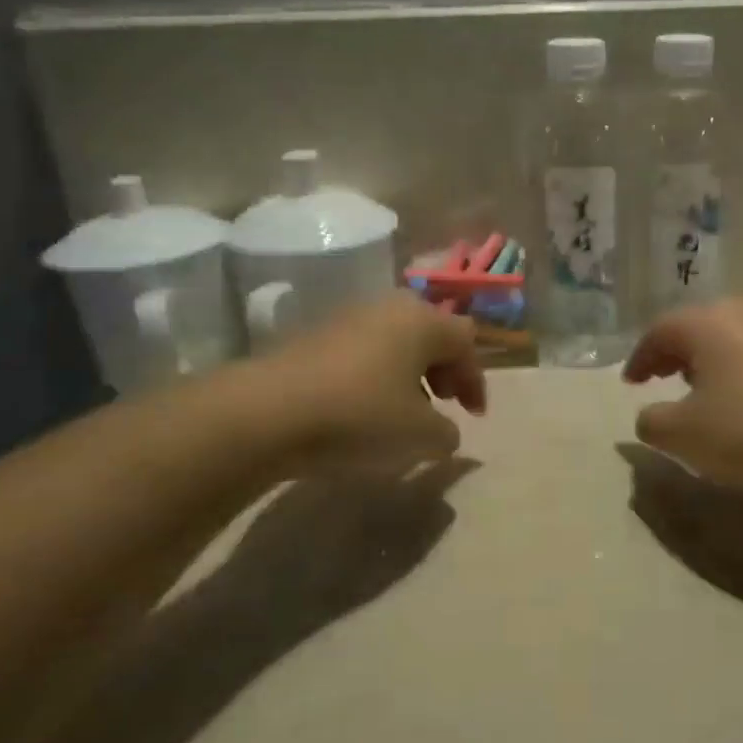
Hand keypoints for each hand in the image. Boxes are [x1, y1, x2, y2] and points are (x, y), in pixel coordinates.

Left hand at [253, 294, 486, 472]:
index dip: (476, 379)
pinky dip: (376, 373)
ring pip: (395, 339)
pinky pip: (363, 349)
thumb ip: (447, 433)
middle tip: (443, 402)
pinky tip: (364, 406)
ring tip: (403, 409)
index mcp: (423, 320)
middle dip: (444, 369)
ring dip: (409, 372)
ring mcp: (348, 316)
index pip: (467, 341)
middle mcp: (389, 307)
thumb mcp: (420, 435)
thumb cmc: (360, 415)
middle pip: (432, 332)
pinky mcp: (315, 334)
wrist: (266, 412)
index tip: (473, 416)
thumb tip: (445, 432)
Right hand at [622, 299, 742, 495]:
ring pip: (730, 338)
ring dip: (709, 361)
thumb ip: (652, 421)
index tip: (632, 384)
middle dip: (674, 354)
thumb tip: (650, 415)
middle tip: (661, 380)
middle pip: (697, 327)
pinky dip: (739, 370)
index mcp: (707, 321)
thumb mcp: (683, 435)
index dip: (640, 359)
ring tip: (701, 392)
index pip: (660, 332)